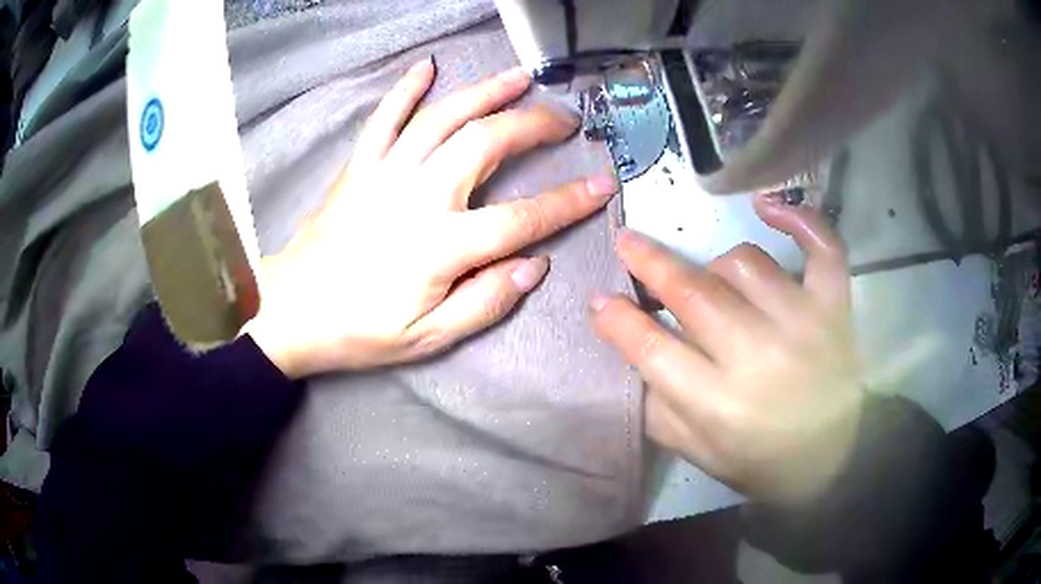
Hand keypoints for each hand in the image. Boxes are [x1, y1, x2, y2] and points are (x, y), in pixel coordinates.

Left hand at [248, 59, 617, 377]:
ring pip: (443, 117)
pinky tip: (428, 67)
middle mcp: (417, 196)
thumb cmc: (360, 330)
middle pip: (487, 143)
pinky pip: (385, 117)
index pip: (522, 218)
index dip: (568, 201)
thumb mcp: (429, 338)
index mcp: (441, 246)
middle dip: (534, 125)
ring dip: (485, 91)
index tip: (602, 185)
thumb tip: (534, 265)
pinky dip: (407, 89)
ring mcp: (385, 173)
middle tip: (565, 118)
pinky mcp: (359, 165)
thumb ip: (486, 301)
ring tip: (520, 77)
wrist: (292, 311)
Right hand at [592, 196, 863, 505]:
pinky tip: (767, 208)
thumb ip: (658, 404)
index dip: (617, 320)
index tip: (599, 300)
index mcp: (717, 404)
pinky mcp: (834, 306)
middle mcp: (758, 356)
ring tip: (711, 280)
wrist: (833, 459)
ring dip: (715, 266)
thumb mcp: (697, 452)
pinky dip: (796, 218)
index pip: (651, 348)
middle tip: (626, 242)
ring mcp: (802, 322)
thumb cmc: (760, 460)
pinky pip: (819, 246)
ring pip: (743, 263)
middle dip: (649, 263)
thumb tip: (630, 345)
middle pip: (693, 293)